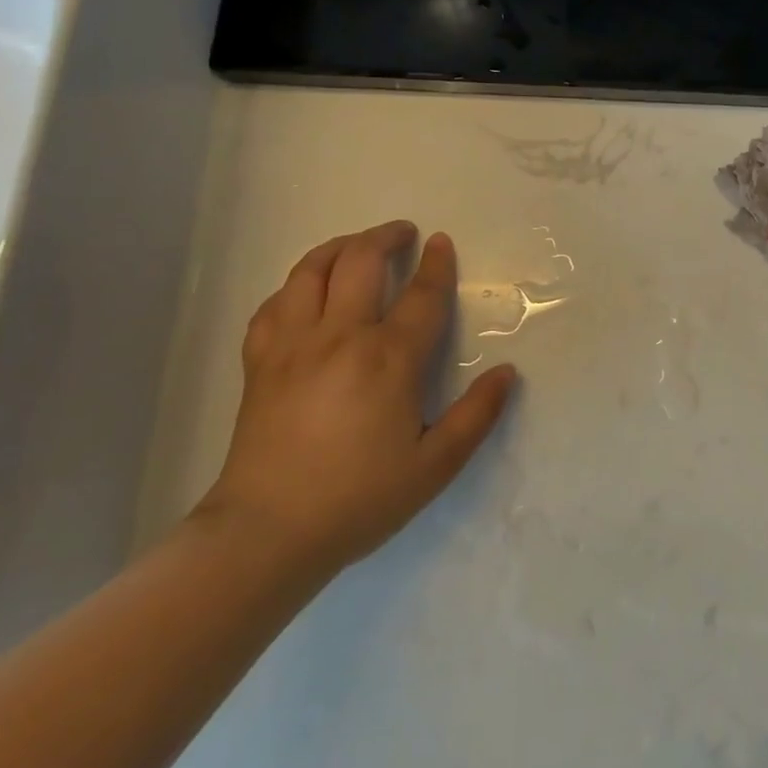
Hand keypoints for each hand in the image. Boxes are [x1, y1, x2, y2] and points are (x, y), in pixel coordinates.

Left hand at [197, 222, 516, 578]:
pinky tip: (304, 292)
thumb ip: (477, 415)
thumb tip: (507, 372)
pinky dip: (293, 286)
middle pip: (359, 262)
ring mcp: (292, 346)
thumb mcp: (435, 465)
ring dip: (337, 247)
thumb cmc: (359, 498)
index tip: (442, 242)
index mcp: (388, 359)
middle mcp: (339, 337)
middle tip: (403, 233)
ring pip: (309, 271)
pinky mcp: (259, 363)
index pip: (421, 294)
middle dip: (384, 238)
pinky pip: (273, 305)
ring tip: (355, 246)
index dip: (436, 264)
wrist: (266, 534)